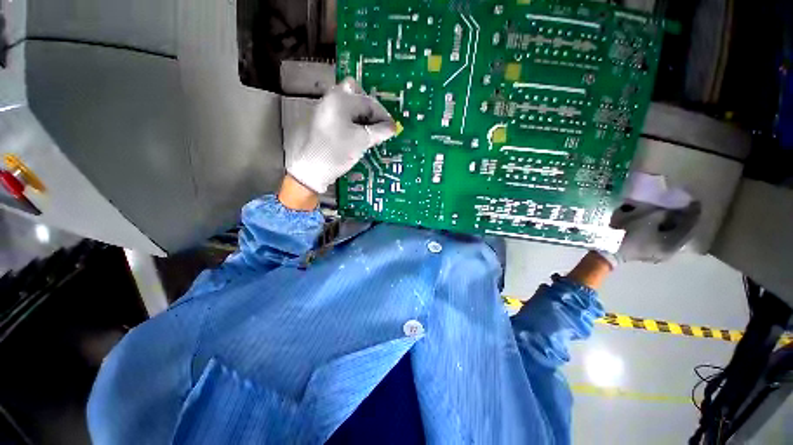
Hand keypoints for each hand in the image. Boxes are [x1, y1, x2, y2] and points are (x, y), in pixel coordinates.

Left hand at [286, 78, 396, 193]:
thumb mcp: (362, 141)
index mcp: (341, 99)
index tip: (392, 130)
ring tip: (371, 135)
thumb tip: (393, 127)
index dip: (383, 116)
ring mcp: (326, 110)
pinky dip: (354, 123)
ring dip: (363, 118)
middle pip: (358, 96)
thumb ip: (380, 131)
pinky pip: (343, 116)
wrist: (310, 170)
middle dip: (371, 111)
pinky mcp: (324, 122)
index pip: (369, 102)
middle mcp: (331, 99)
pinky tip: (359, 137)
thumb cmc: (336, 152)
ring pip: (350, 107)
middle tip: (379, 127)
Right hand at [599, 200, 701, 267]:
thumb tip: (670, 211)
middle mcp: (670, 252)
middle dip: (682, 220)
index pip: (689, 227)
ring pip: (671, 237)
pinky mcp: (648, 254)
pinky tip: (658, 225)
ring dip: (672, 226)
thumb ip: (663, 213)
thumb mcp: (646, 219)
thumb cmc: (627, 234)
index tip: (696, 201)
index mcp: (673, 244)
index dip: (693, 213)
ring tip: (670, 216)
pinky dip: (663, 231)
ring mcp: (658, 255)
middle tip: (683, 208)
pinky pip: (662, 240)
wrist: (607, 251)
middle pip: (681, 233)